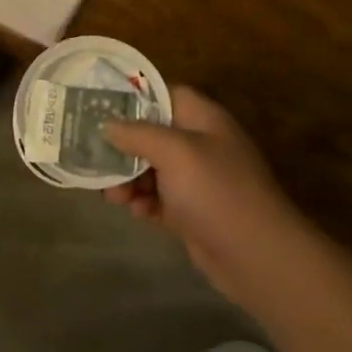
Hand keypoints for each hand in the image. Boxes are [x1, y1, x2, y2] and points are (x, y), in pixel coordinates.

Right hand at [104, 87, 303, 295]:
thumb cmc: (216, 191)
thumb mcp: (174, 152)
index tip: (97, 105)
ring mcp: (196, 180)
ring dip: (127, 178)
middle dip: (121, 146)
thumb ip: (136, 133)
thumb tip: (107, 125)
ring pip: (149, 168)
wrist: (258, 258)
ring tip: (113, 195)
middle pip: (149, 133)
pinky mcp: (191, 212)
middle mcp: (199, 144)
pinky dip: (143, 202)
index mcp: (202, 119)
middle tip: (94, 157)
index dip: (131, 97)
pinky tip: (135, 212)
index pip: (162, 93)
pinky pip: (156, 198)